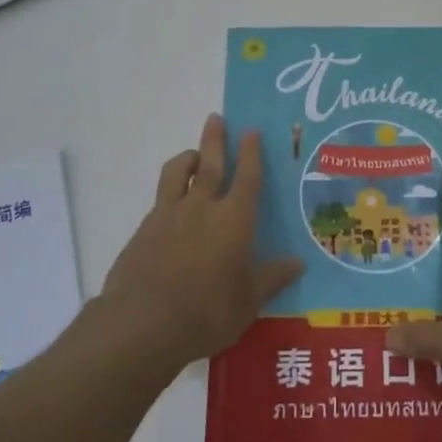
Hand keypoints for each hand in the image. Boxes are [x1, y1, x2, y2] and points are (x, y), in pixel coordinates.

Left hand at [98, 114, 302, 369]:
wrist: (144, 324)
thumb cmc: (208, 312)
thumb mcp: (249, 300)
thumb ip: (272, 277)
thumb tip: (299, 263)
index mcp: (234, 219)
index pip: (247, 176)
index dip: (251, 152)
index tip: (251, 130)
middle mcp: (202, 208)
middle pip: (210, 163)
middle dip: (214, 139)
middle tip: (215, 117)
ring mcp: (168, 216)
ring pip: (176, 174)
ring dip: (186, 159)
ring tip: (192, 155)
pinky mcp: (143, 231)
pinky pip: (159, 202)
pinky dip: (168, 195)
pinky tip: (170, 209)